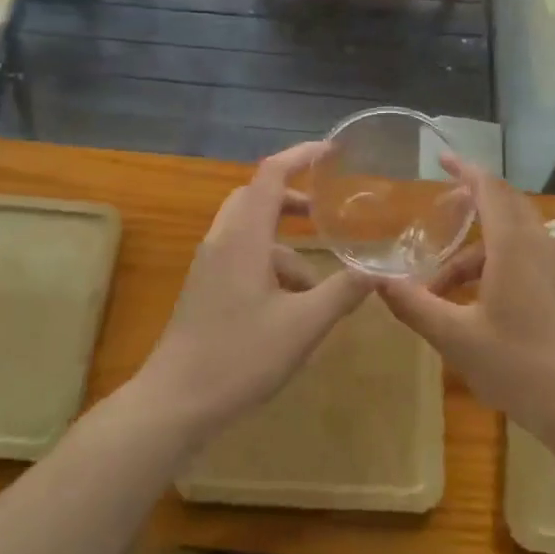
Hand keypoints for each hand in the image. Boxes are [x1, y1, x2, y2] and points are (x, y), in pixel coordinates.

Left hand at [136, 141, 367, 442]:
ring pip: (251, 232)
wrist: (174, 402)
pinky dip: (270, 265)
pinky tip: (291, 307)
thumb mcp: (303, 325)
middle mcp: (222, 240)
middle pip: (257, 197)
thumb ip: (342, 292)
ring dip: (285, 245)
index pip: (271, 174)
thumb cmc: (239, 356)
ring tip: (318, 283)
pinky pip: (241, 256)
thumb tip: (379, 270)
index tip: (332, 151)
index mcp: (244, 237)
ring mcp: (209, 264)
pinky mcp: (205, 288)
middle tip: (325, 212)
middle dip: (292, 199)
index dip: (301, 155)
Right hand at [376, 156, 554, 440]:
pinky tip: (469, 301)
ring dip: (474, 248)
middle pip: (504, 204)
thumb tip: (378, 282)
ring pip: (511, 236)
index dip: (464, 170)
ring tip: (438, 283)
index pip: (489, 189)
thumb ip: (414, 306)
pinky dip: (491, 263)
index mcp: (513, 246)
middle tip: (438, 208)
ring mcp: (552, 268)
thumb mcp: (456, 338)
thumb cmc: (518, 365)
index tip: (441, 158)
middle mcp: (537, 246)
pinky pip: (522, 256)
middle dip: (471, 200)